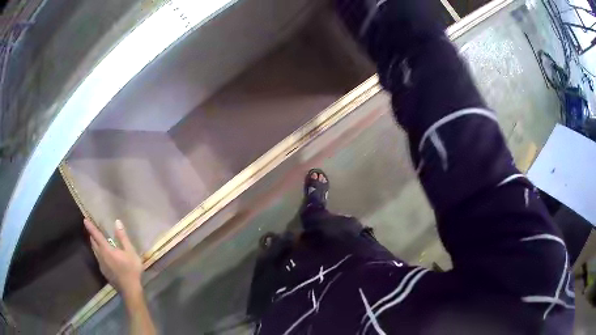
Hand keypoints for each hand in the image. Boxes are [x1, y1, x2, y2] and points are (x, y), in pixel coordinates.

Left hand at [84, 219, 142, 296]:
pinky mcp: (104, 272)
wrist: (130, 290)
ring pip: (94, 251)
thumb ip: (123, 237)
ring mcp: (101, 265)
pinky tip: (104, 256)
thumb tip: (117, 222)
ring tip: (97, 241)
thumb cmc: (131, 269)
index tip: (84, 220)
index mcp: (106, 249)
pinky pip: (98, 258)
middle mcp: (101, 256)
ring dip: (94, 244)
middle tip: (92, 229)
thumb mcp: (130, 252)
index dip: (90, 227)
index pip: (96, 235)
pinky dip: (98, 253)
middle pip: (93, 243)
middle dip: (92, 235)